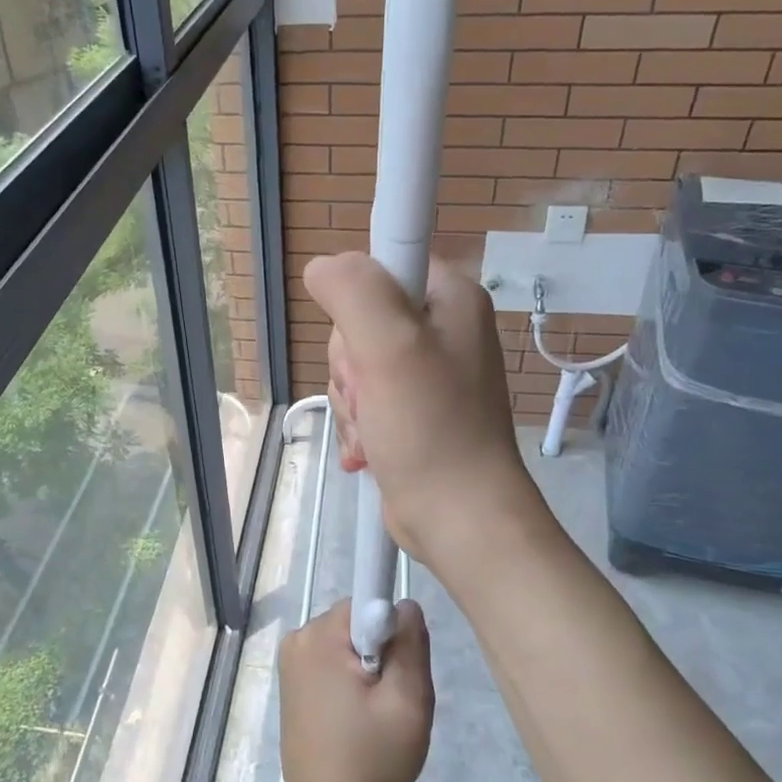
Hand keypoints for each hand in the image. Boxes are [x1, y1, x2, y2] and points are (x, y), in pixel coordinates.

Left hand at [278, 599, 433, 781]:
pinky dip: (348, 681)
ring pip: (345, 643)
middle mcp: (298, 639)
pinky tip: (357, 717)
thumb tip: (405, 604)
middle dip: (380, 651)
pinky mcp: (292, 684)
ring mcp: (291, 662)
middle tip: (391, 698)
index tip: (396, 671)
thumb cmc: (373, 756)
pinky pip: (330, 662)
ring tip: (375, 713)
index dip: (390, 632)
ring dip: (365, 668)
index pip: (366, 603)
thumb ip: (411, 643)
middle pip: (355, 622)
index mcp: (320, 636)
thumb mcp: (408, 700)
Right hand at [305, 252, 542, 568]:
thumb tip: (322, 267)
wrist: (459, 519)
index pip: (384, 263)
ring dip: (351, 401)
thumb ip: (354, 291)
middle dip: (351, 364)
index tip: (365, 342)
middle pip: (360, 319)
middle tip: (373, 395)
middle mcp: (442, 329)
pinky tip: (369, 449)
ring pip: (355, 364)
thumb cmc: (431, 429)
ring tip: (374, 430)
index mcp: (451, 298)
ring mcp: (427, 373)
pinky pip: (364, 398)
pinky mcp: (412, 410)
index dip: (359, 300)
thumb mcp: (389, 347)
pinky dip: (357, 424)